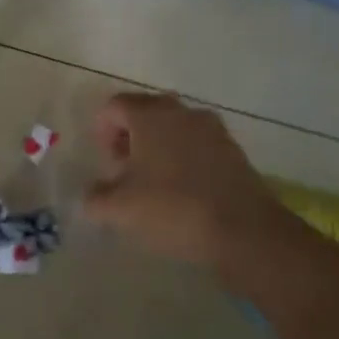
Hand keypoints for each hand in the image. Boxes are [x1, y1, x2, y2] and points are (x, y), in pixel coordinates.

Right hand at [84, 92, 286, 266]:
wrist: (245, 232)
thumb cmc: (173, 209)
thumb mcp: (120, 209)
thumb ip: (96, 198)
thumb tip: (92, 194)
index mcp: (150, 115)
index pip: (115, 105)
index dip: (102, 129)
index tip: (105, 160)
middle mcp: (182, 112)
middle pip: (146, 112)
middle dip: (130, 136)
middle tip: (124, 168)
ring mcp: (213, 129)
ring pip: (174, 127)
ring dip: (158, 146)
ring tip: (153, 182)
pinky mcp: (234, 151)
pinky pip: (198, 145)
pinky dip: (184, 158)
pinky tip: (183, 190)